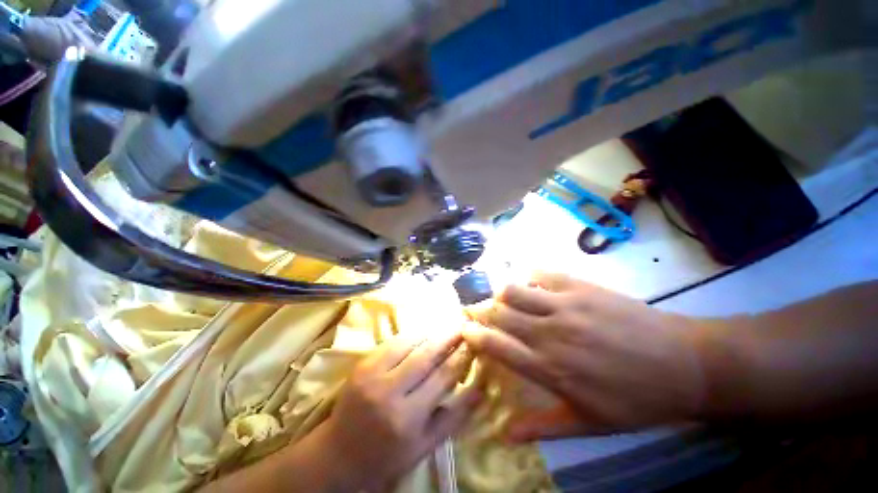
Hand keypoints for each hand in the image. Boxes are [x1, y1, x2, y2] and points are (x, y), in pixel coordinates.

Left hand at [323, 332, 481, 491]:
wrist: (340, 453)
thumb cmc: (388, 455)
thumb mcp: (426, 445)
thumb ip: (455, 416)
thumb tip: (482, 387)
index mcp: (407, 418)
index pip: (442, 376)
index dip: (461, 356)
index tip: (474, 342)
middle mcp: (388, 391)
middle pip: (426, 354)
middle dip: (448, 336)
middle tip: (462, 325)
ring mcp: (371, 373)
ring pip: (409, 342)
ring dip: (431, 332)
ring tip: (446, 326)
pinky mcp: (362, 363)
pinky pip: (393, 341)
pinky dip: (412, 334)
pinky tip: (423, 332)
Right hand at [464, 273, 704, 440]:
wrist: (685, 364)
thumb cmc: (636, 398)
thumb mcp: (590, 423)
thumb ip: (543, 426)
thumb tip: (505, 435)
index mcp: (550, 368)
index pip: (497, 346)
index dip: (474, 335)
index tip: (463, 329)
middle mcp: (550, 333)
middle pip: (499, 313)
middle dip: (479, 309)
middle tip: (473, 309)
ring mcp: (565, 305)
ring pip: (514, 290)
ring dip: (500, 293)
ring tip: (500, 298)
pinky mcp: (580, 286)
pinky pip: (541, 274)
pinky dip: (527, 276)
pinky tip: (527, 282)